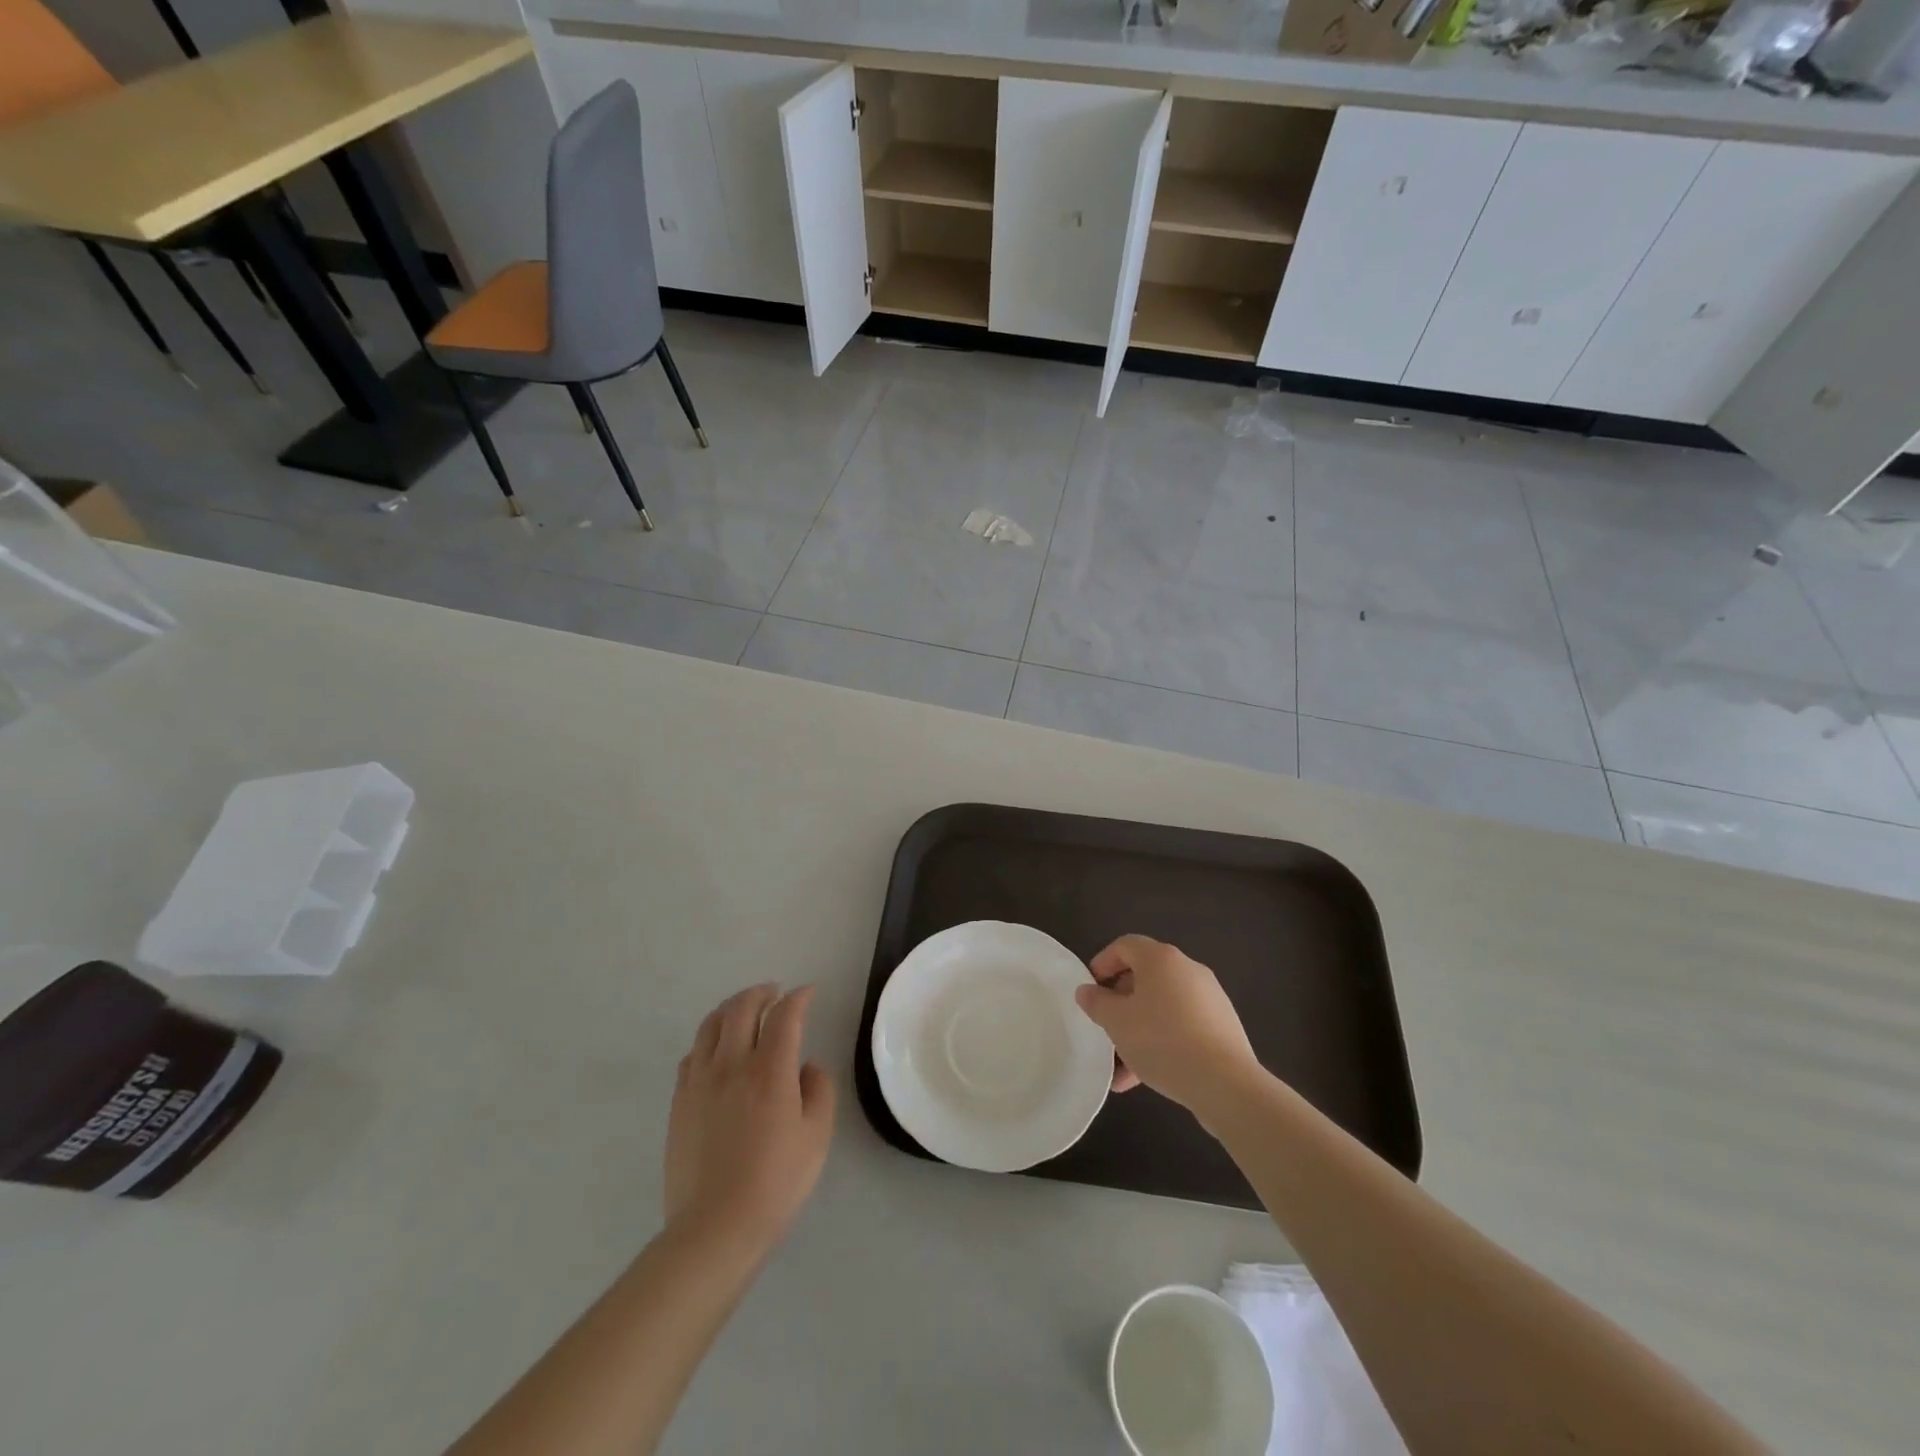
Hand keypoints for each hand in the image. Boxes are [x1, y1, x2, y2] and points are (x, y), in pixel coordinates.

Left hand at [664, 984, 835, 1254]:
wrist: (714, 1229)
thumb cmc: (775, 1183)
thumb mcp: (816, 1137)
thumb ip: (818, 1090)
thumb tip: (805, 1067)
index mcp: (770, 1070)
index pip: (785, 1016)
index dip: (799, 998)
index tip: (808, 992)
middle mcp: (732, 1064)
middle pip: (741, 1008)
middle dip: (761, 992)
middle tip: (776, 993)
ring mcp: (699, 1081)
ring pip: (711, 1025)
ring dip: (731, 1008)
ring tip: (745, 1010)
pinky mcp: (679, 1102)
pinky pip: (692, 1054)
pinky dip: (709, 1039)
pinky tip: (717, 1050)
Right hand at [1075, 935, 1260, 1113]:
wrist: (1225, 1083)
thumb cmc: (1162, 1041)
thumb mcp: (1117, 1022)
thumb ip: (1096, 1002)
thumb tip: (1087, 990)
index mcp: (1161, 959)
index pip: (1125, 946)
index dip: (1102, 963)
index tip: (1090, 991)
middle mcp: (1188, 969)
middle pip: (1144, 976)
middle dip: (1120, 1002)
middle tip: (1105, 1026)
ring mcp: (1209, 998)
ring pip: (1162, 1006)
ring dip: (1139, 1028)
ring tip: (1121, 1066)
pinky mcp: (1222, 1026)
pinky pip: (1182, 1025)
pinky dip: (1162, 1041)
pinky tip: (1146, 1077)